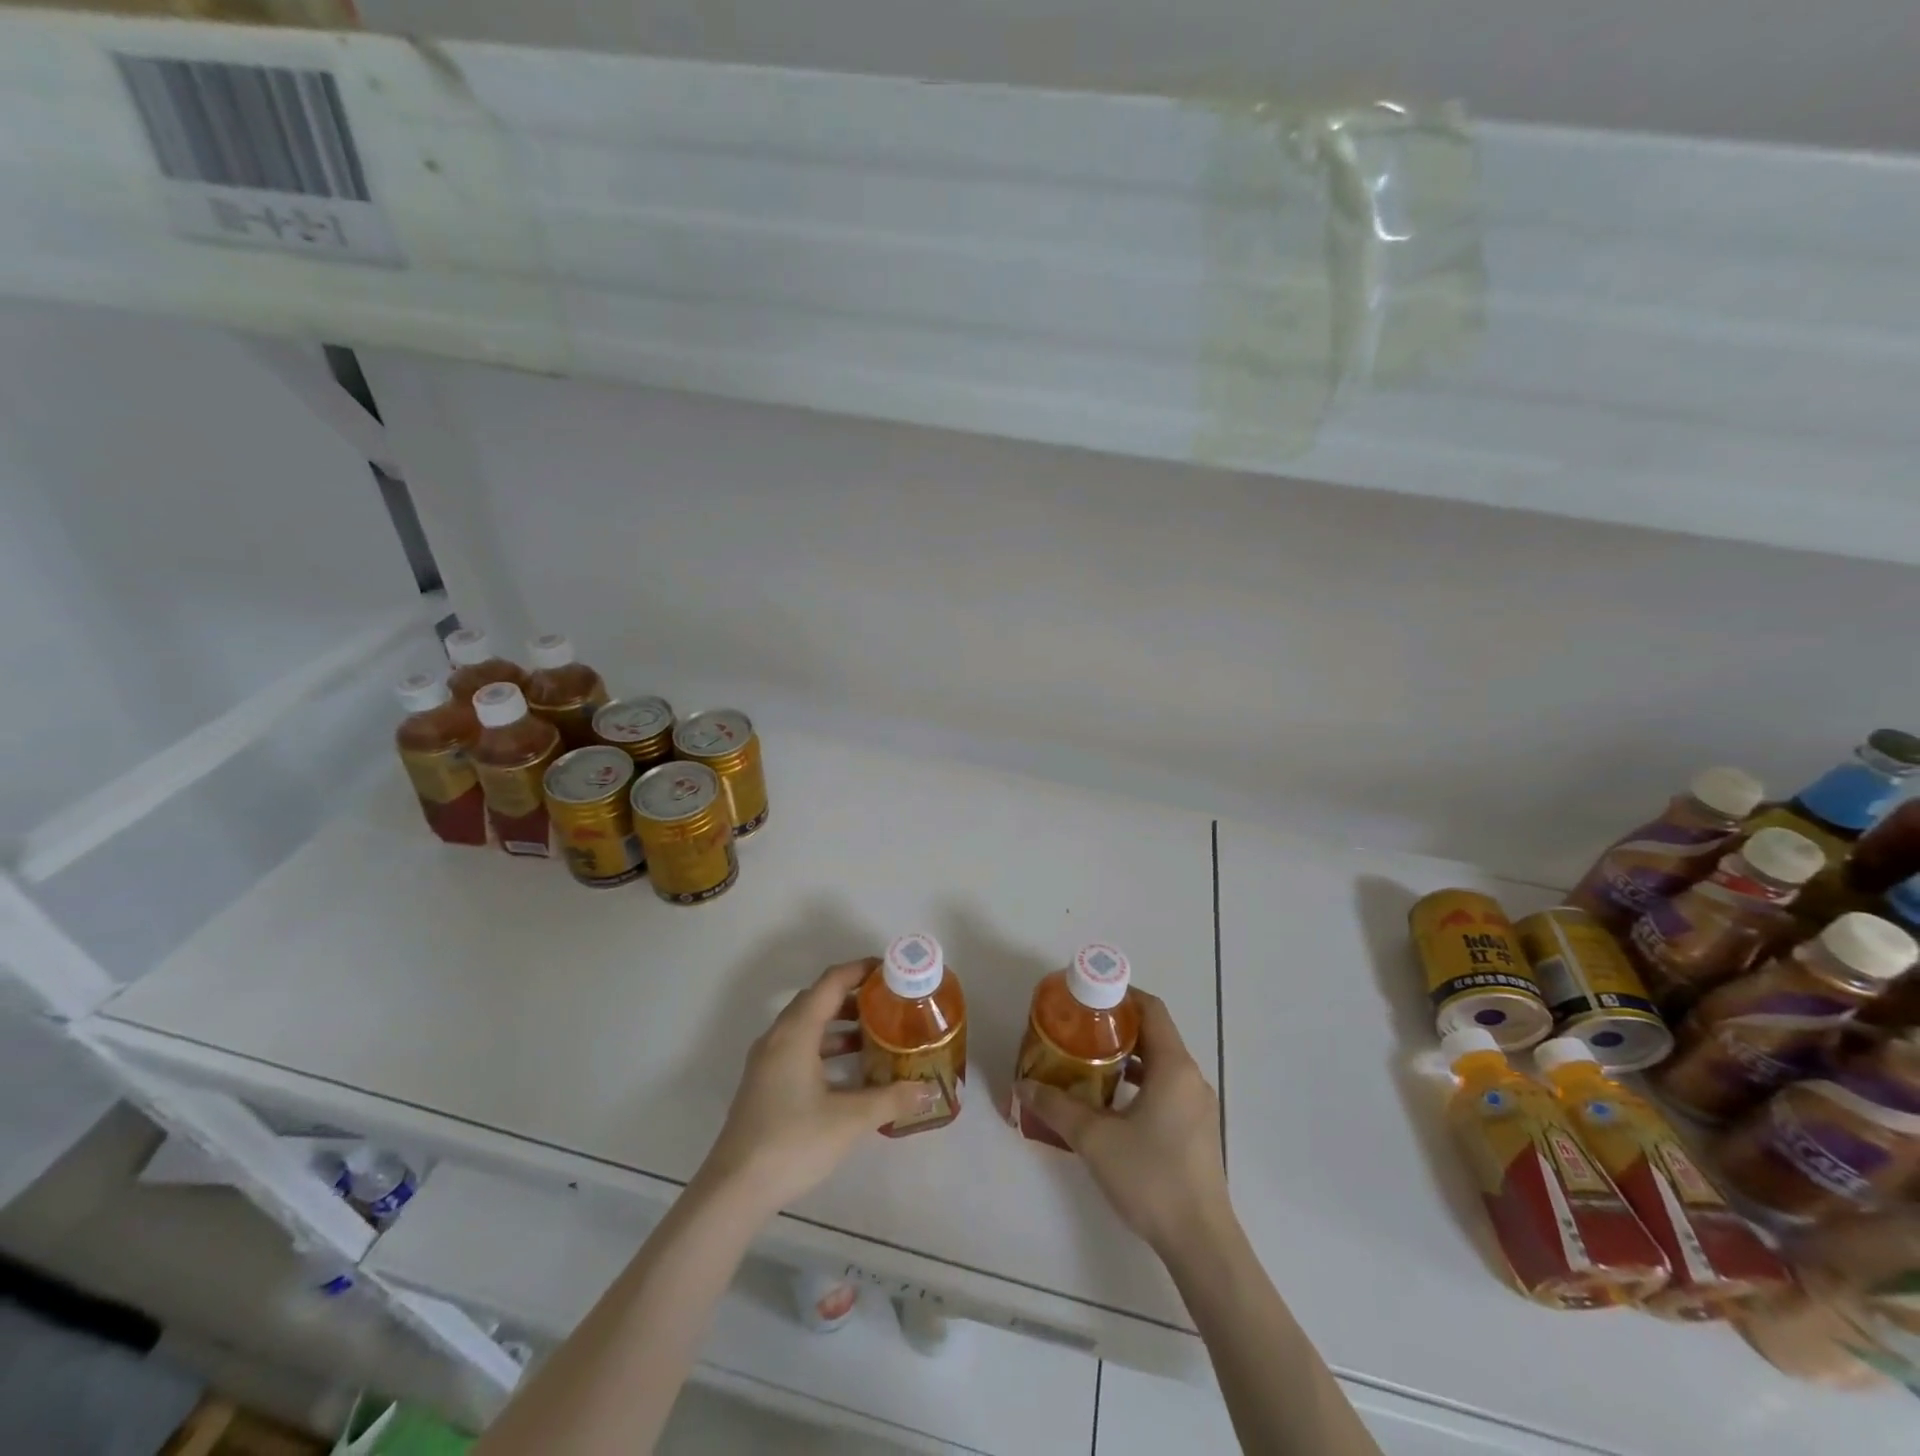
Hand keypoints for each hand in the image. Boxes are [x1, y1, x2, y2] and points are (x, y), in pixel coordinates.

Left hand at [698, 960, 936, 1217]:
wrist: (734, 1189)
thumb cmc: (793, 1142)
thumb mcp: (849, 1120)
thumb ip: (890, 1099)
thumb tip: (928, 1090)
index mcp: (796, 1032)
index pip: (831, 982)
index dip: (861, 970)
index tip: (892, 970)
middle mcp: (778, 1036)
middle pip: (818, 999)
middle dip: (854, 996)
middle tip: (890, 1002)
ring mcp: (767, 1060)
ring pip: (807, 1025)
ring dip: (840, 1023)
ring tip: (877, 1034)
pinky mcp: (764, 1082)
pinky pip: (799, 1046)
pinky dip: (826, 1046)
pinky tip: (850, 1071)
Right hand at [1015, 991, 1231, 1257]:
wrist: (1200, 1242)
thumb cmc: (1150, 1178)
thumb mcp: (1094, 1138)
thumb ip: (1056, 1107)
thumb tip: (1021, 1085)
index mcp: (1174, 1066)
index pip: (1151, 1009)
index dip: (1121, 995)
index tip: (1088, 997)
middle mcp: (1191, 1077)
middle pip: (1155, 1033)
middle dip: (1117, 1026)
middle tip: (1078, 1029)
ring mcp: (1197, 1105)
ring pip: (1160, 1063)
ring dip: (1127, 1056)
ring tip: (1088, 1062)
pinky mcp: (1196, 1129)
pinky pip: (1166, 1087)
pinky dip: (1139, 1082)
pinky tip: (1110, 1102)